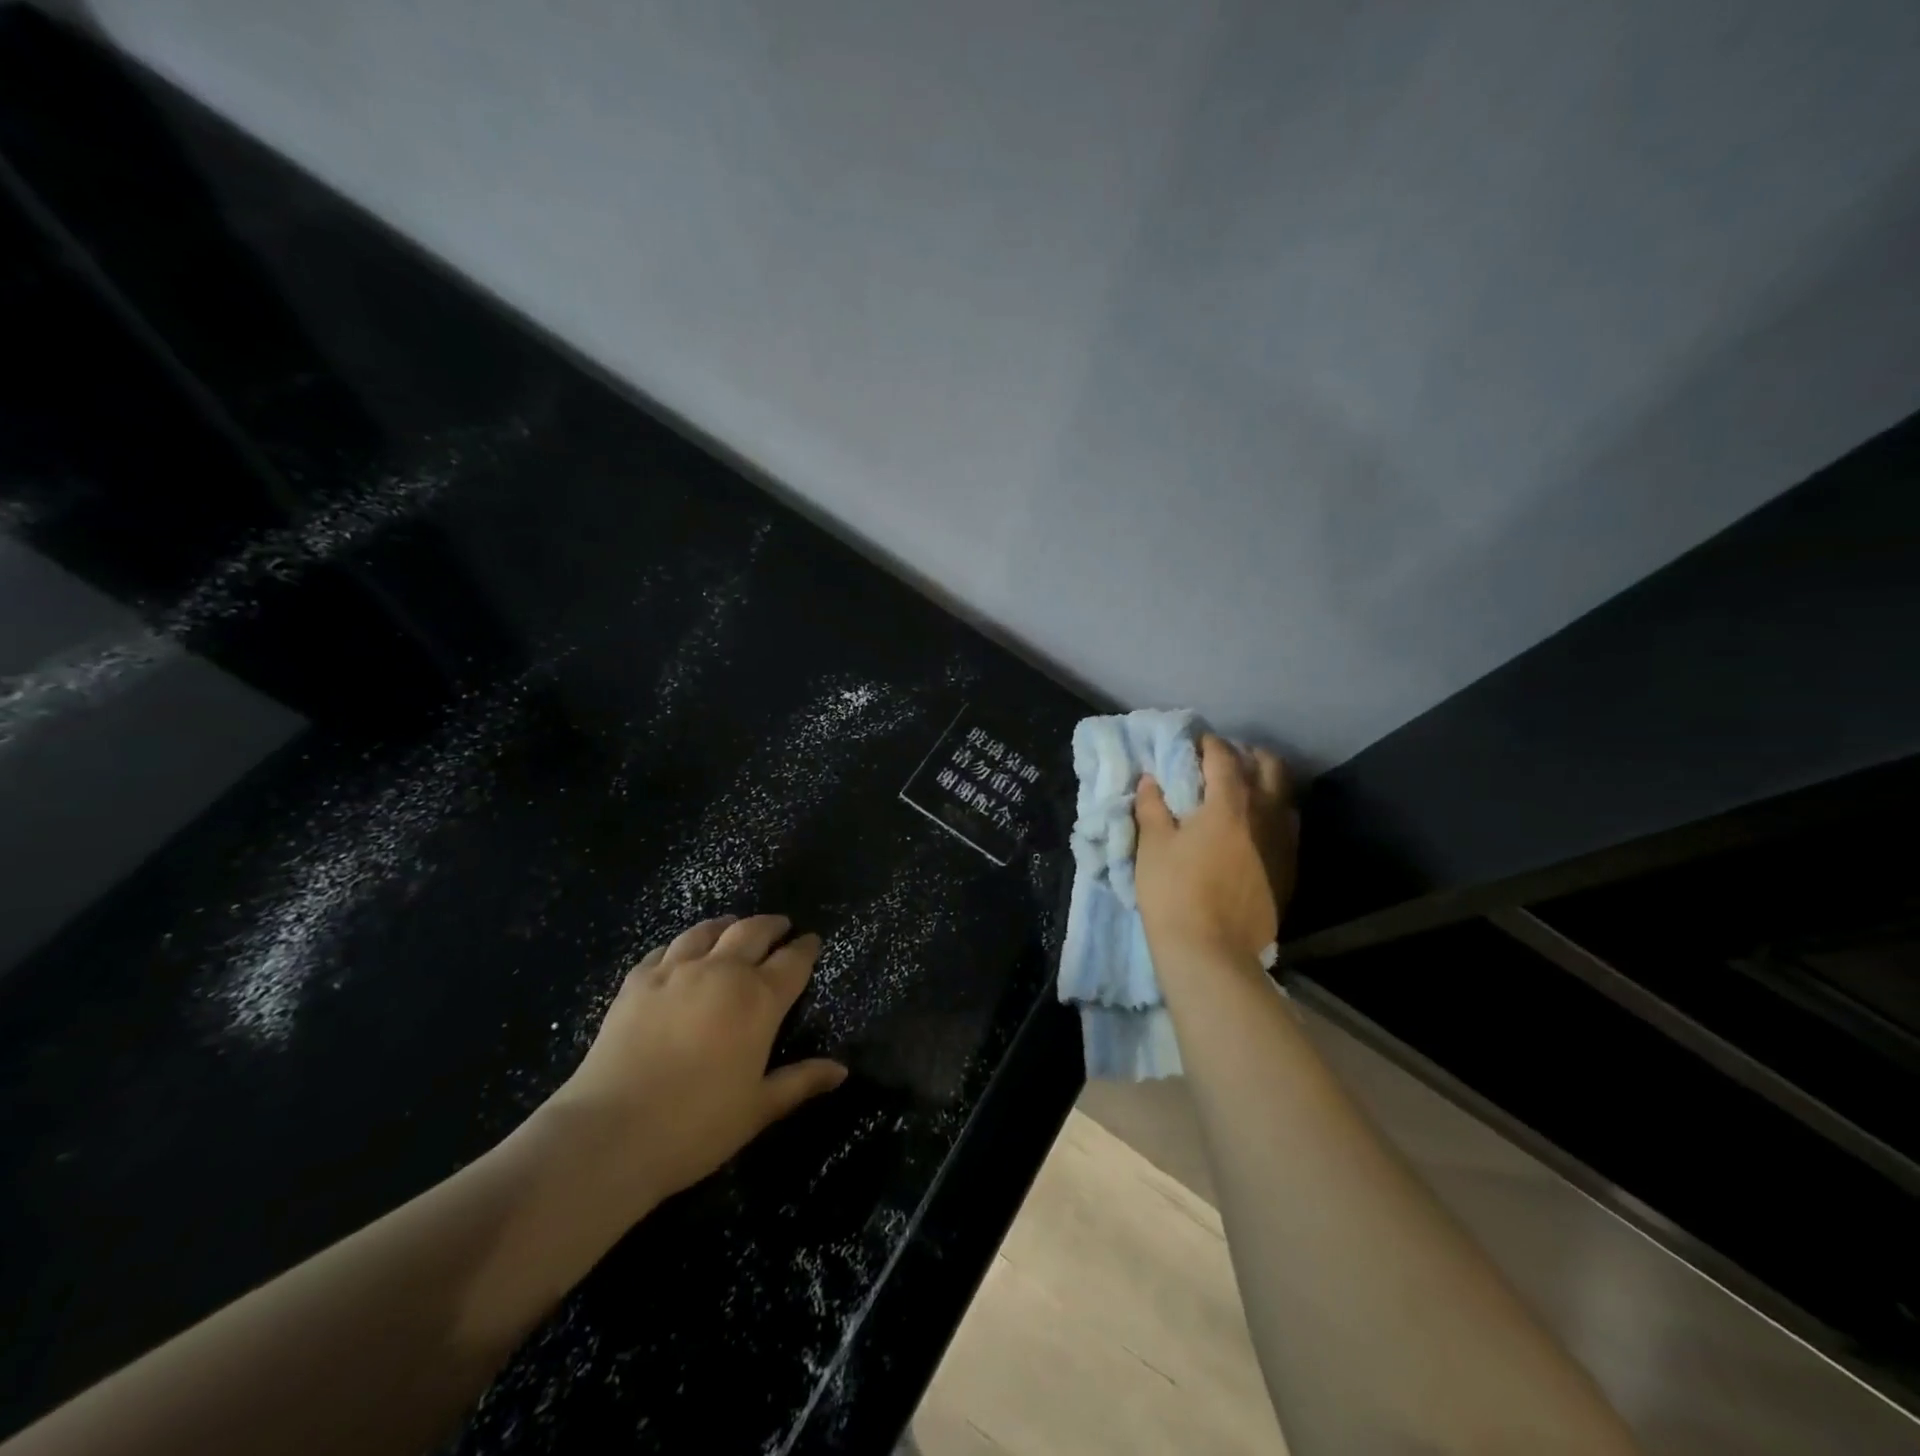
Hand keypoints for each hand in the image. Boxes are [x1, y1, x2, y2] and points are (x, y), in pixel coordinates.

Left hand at [542, 915, 847, 1223]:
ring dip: (728, 925)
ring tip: (734, 926)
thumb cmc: (696, 1126)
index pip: (792, 961)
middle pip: (752, 932)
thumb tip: (841, 1070)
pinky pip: (665, 948)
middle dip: (772, 926)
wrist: (610, 1133)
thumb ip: (801, 1082)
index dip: (806, 948)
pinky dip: (683, 943)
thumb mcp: (758, 1109)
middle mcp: (721, 972)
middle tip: (781, 926)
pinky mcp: (637, 981)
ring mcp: (675, 972)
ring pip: (708, 931)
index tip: (813, 940)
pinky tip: (682, 951)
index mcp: (758, 1000)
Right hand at [1135, 735, 1296, 968]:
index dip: (1207, 744)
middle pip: (1268, 766)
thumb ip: (1153, 806)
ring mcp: (1282, 842)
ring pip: (1284, 795)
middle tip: (1222, 761)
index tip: (1192, 743)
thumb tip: (1151, 780)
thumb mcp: (1153, 845)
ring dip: (1265, 782)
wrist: (1212, 952)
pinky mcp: (1289, 868)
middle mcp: (1264, 814)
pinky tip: (1253, 827)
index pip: (1223, 756)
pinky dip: (1272, 813)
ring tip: (1241, 790)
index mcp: (1228, 802)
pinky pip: (1287, 826)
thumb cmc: (1174, 892)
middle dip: (1247, 754)